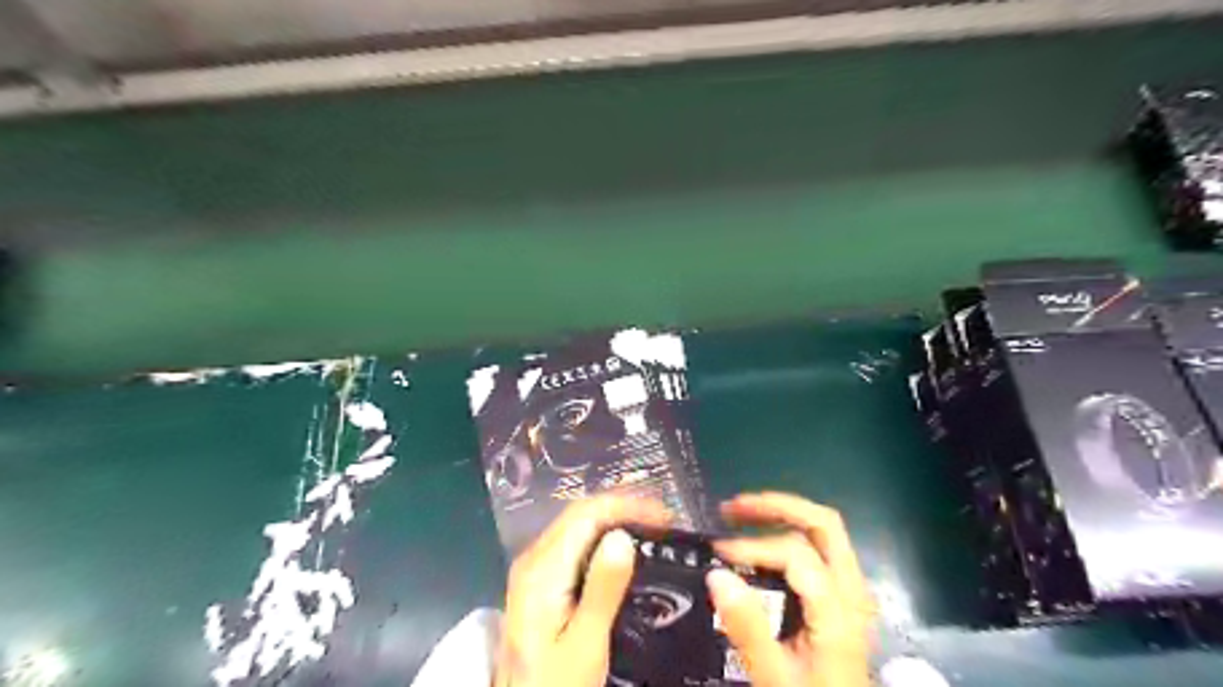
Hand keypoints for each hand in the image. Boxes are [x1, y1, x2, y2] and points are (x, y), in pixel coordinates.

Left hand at [490, 497, 672, 685]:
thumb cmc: (556, 684)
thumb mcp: (585, 643)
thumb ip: (602, 589)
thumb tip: (623, 536)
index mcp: (542, 569)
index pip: (586, 515)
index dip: (626, 506)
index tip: (663, 516)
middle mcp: (534, 559)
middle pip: (579, 514)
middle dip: (623, 508)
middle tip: (664, 520)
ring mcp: (534, 569)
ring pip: (577, 526)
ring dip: (614, 519)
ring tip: (651, 528)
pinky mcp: (540, 582)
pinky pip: (574, 544)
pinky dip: (602, 536)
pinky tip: (623, 547)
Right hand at [714, 491, 874, 685]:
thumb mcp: (774, 675)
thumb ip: (747, 626)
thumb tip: (716, 574)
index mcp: (838, 611)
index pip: (795, 553)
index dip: (753, 546)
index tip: (717, 552)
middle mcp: (853, 591)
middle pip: (823, 524)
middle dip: (777, 506)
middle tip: (735, 507)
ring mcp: (853, 592)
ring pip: (826, 531)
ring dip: (784, 514)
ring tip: (743, 515)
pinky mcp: (844, 597)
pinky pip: (822, 548)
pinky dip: (792, 532)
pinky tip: (764, 540)